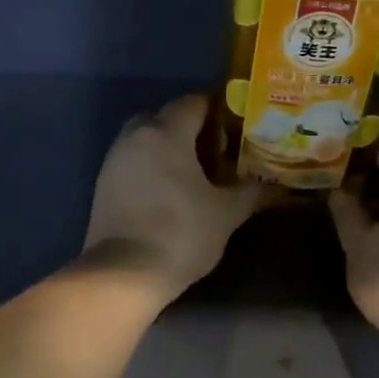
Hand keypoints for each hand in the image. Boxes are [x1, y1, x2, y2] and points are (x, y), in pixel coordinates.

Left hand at [84, 94, 261, 299]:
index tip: (240, 125)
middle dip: (193, 127)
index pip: (195, 102)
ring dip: (170, 147)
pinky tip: (171, 191)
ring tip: (197, 172)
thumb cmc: (180, 233)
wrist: (122, 275)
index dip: (220, 109)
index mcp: (166, 132)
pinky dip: (152, 165)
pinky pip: (134, 160)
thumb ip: (250, 191)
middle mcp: (136, 136)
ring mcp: (114, 159)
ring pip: (147, 138)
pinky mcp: (104, 184)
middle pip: (167, 116)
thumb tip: (274, 183)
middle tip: (219, 149)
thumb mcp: (226, 213)